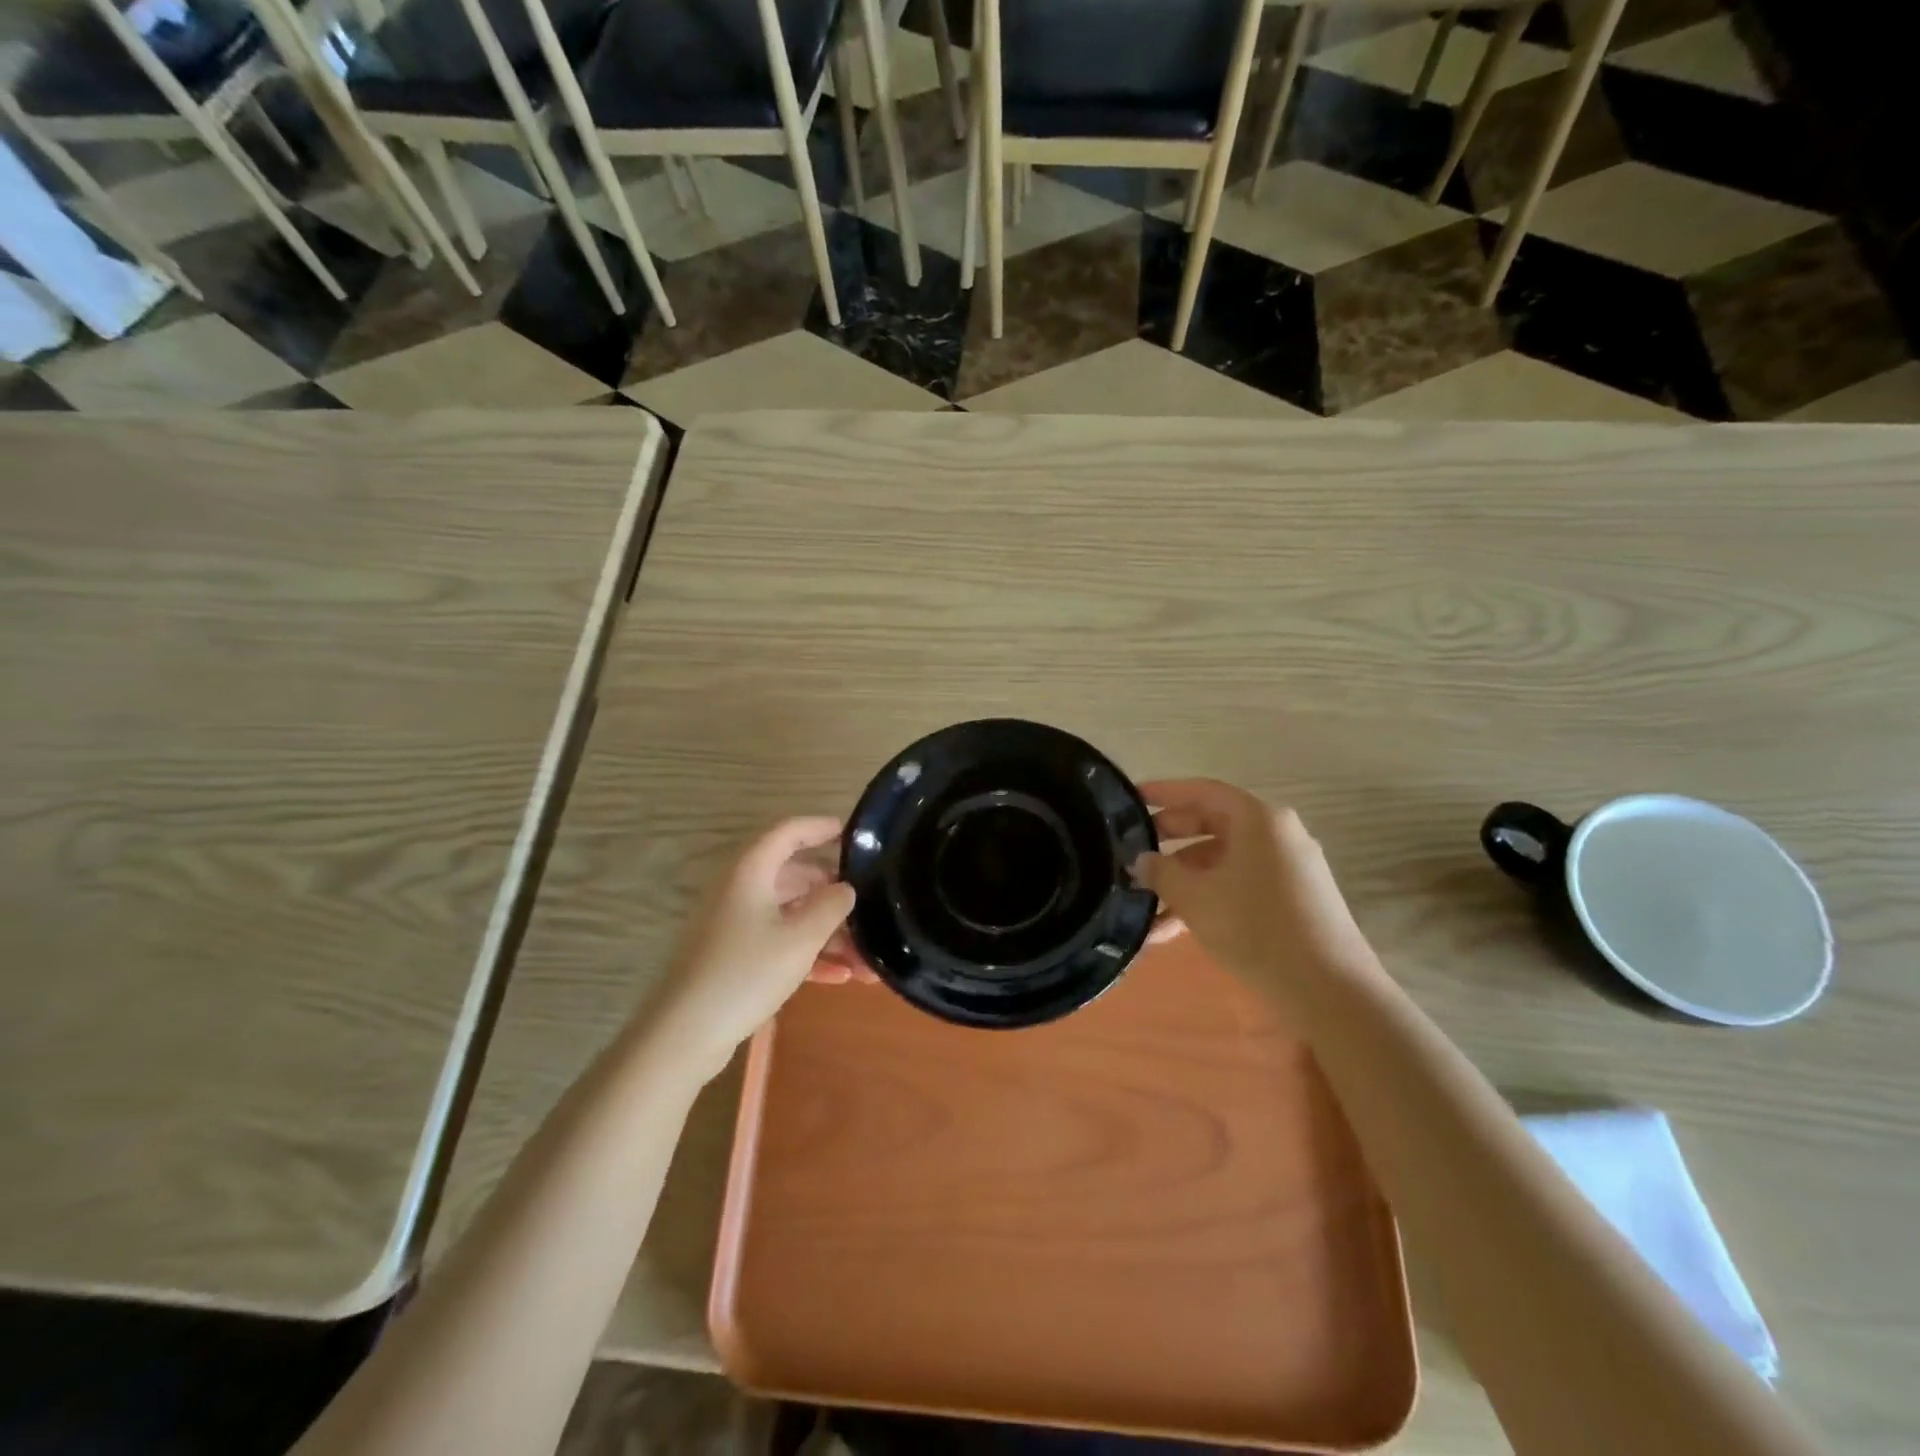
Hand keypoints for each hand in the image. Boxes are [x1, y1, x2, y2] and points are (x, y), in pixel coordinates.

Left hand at [643, 817, 874, 1082]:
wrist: (684, 1034)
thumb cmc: (745, 974)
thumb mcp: (800, 939)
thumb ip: (831, 906)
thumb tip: (845, 889)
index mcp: (751, 871)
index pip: (789, 832)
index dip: (821, 827)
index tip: (853, 833)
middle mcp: (741, 889)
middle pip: (795, 876)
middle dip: (834, 894)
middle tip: (870, 905)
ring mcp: (735, 923)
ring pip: (791, 914)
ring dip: (828, 932)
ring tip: (866, 958)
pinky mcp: (734, 955)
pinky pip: (779, 942)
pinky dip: (808, 953)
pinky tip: (841, 977)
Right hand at [1133, 780, 1373, 992]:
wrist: (1329, 991)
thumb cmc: (1255, 927)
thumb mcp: (1195, 897)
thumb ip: (1161, 872)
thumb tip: (1140, 860)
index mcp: (1258, 820)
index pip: (1202, 791)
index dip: (1163, 792)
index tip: (1131, 798)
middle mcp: (1277, 835)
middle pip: (1212, 825)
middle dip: (1169, 841)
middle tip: (1132, 851)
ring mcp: (1289, 868)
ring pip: (1223, 862)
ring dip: (1183, 881)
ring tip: (1143, 906)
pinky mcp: (1293, 900)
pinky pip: (1240, 885)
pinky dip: (1208, 899)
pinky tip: (1172, 931)